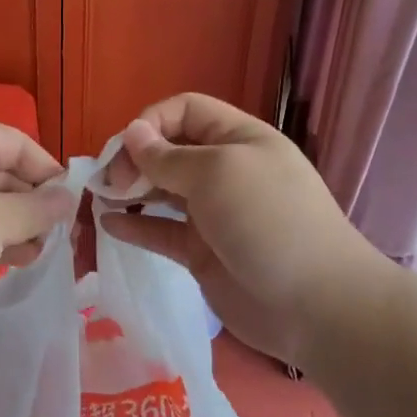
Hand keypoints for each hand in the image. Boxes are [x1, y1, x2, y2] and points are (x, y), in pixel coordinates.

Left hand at [0, 121, 73, 339]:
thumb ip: (38, 208)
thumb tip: (68, 197)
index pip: (17, 142)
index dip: (48, 170)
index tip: (73, 202)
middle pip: (1, 171)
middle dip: (33, 202)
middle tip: (63, 234)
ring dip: (16, 224)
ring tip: (43, 252)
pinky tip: (15, 260)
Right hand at [98, 94, 397, 369]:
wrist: (316, 305)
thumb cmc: (268, 222)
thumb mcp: (218, 174)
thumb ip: (167, 156)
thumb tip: (132, 133)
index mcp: (238, 140)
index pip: (185, 111)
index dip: (151, 122)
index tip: (125, 150)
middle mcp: (225, 171)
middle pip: (169, 150)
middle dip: (135, 159)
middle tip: (109, 182)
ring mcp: (213, 213)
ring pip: (161, 192)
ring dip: (130, 191)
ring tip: (100, 199)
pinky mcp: (202, 252)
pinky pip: (162, 232)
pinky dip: (136, 226)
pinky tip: (110, 226)